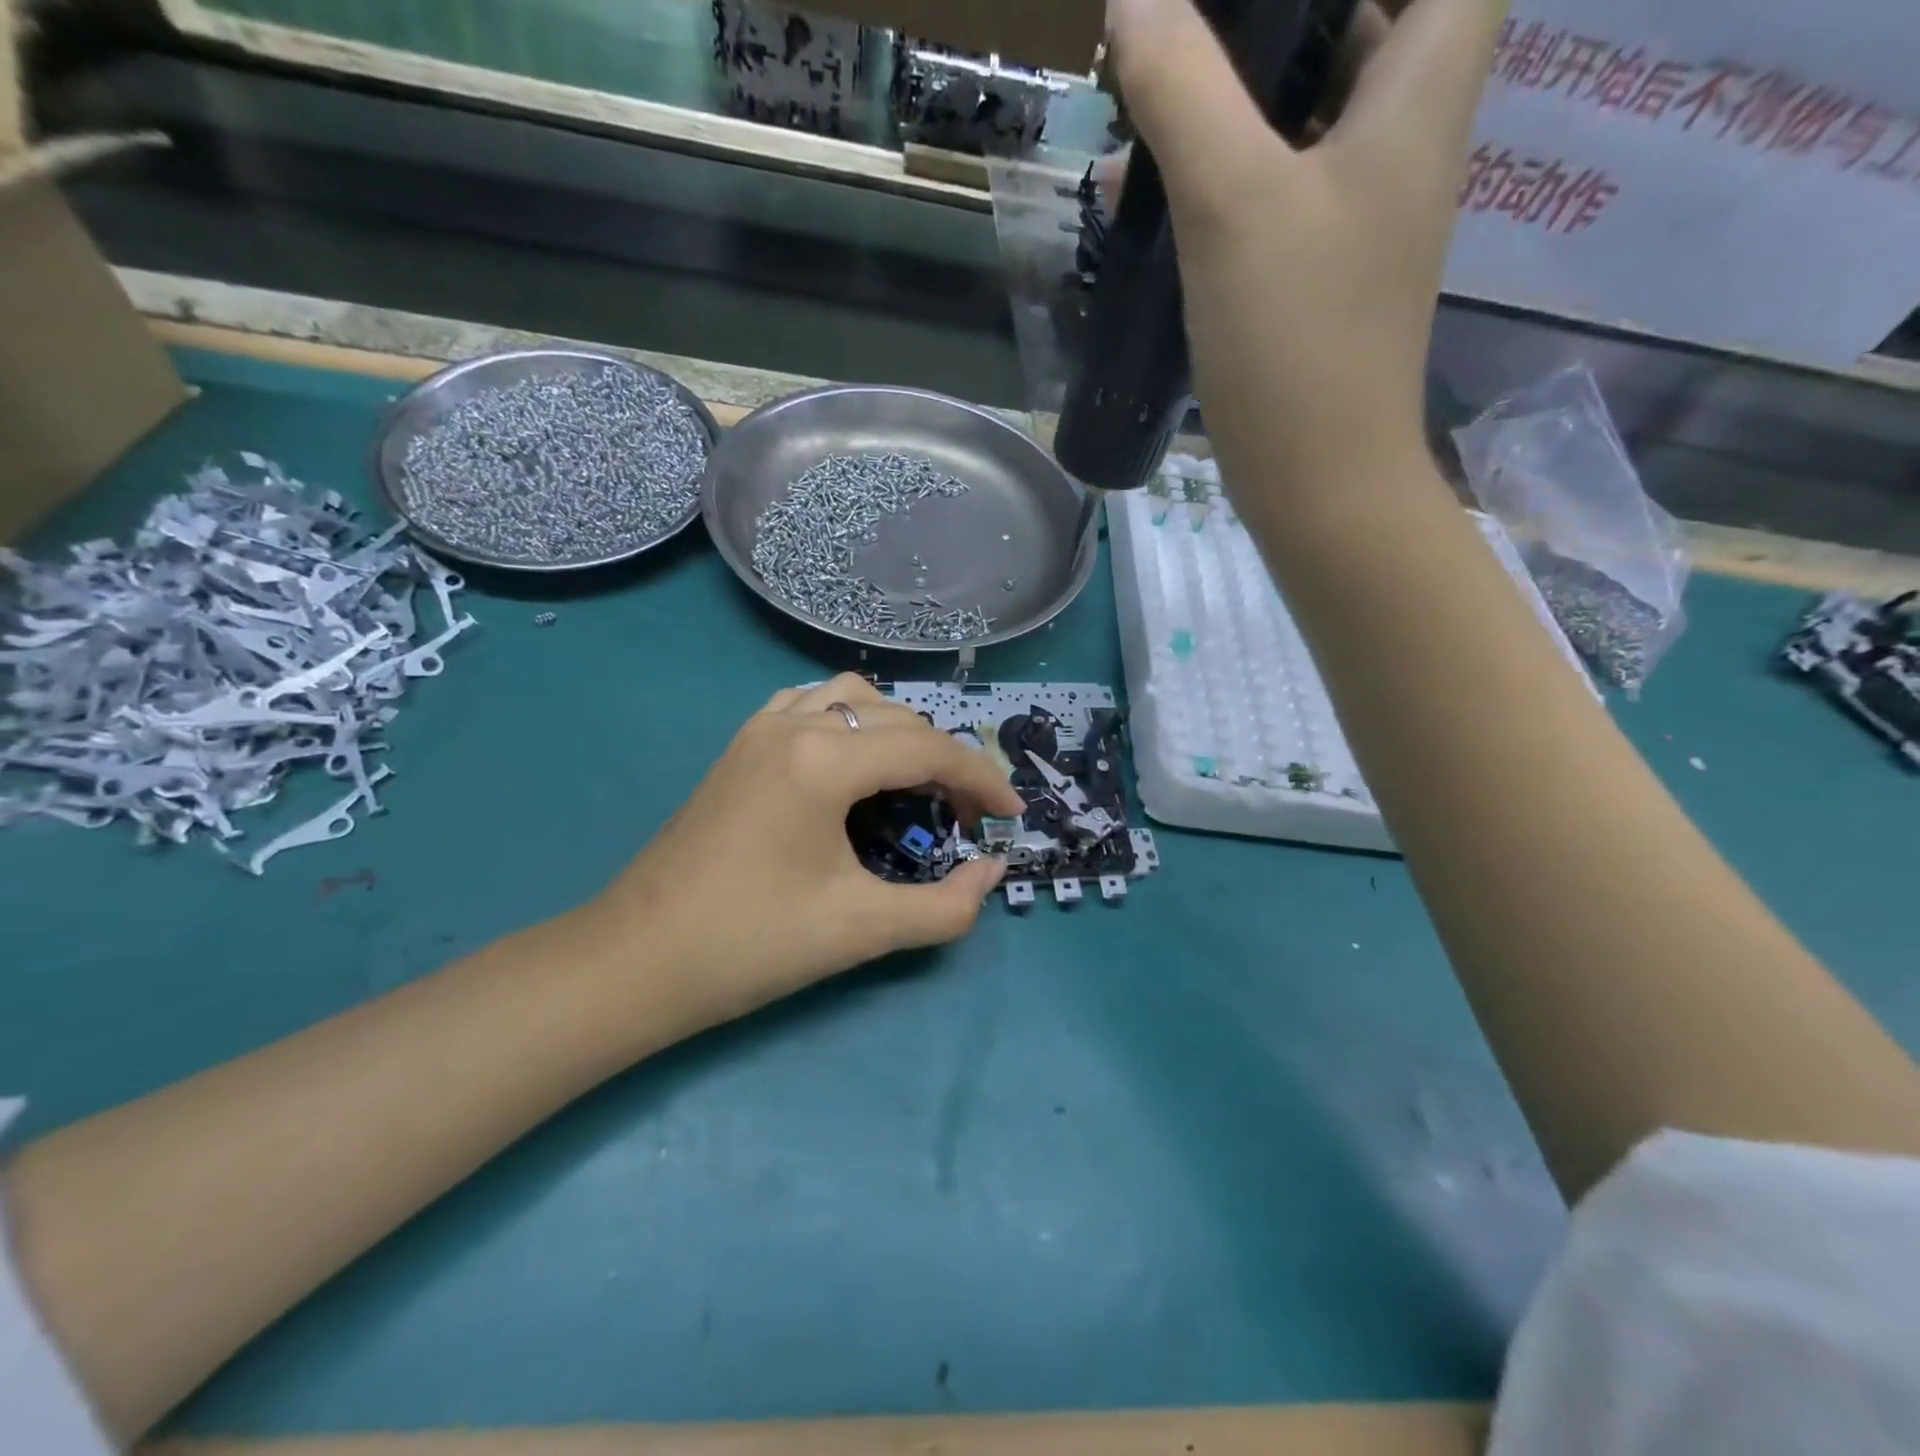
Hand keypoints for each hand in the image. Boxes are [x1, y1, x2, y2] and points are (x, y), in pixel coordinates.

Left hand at [587, 674, 1026, 1024]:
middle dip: (946, 761)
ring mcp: (759, 730)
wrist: (636, 961)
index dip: (982, 781)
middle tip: (965, 816)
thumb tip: (990, 873)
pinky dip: (850, 722)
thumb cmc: (750, 944)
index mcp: (823, 761)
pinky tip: (853, 763)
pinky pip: (810, 706)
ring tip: (916, 782)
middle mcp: (793, 725)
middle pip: (899, 719)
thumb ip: (945, 906)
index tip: (1011, 817)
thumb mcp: (862, 929)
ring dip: (900, 731)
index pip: (928, 750)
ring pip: (853, 698)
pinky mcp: (740, 747)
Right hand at [1107, 0, 1504, 489]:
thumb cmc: (1294, 340)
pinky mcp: (1315, 278)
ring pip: (1309, 116)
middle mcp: (1404, 143)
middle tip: (1197, 20)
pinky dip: (1222, 178)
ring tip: (1157, 84)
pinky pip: (1274, 195)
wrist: (1318, 481)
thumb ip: (1184, 91)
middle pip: (1373, 23)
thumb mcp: (1232, 205)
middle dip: (1283, 18)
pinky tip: (1153, 189)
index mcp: (1421, 93)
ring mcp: (1358, 217)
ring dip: (1239, 96)